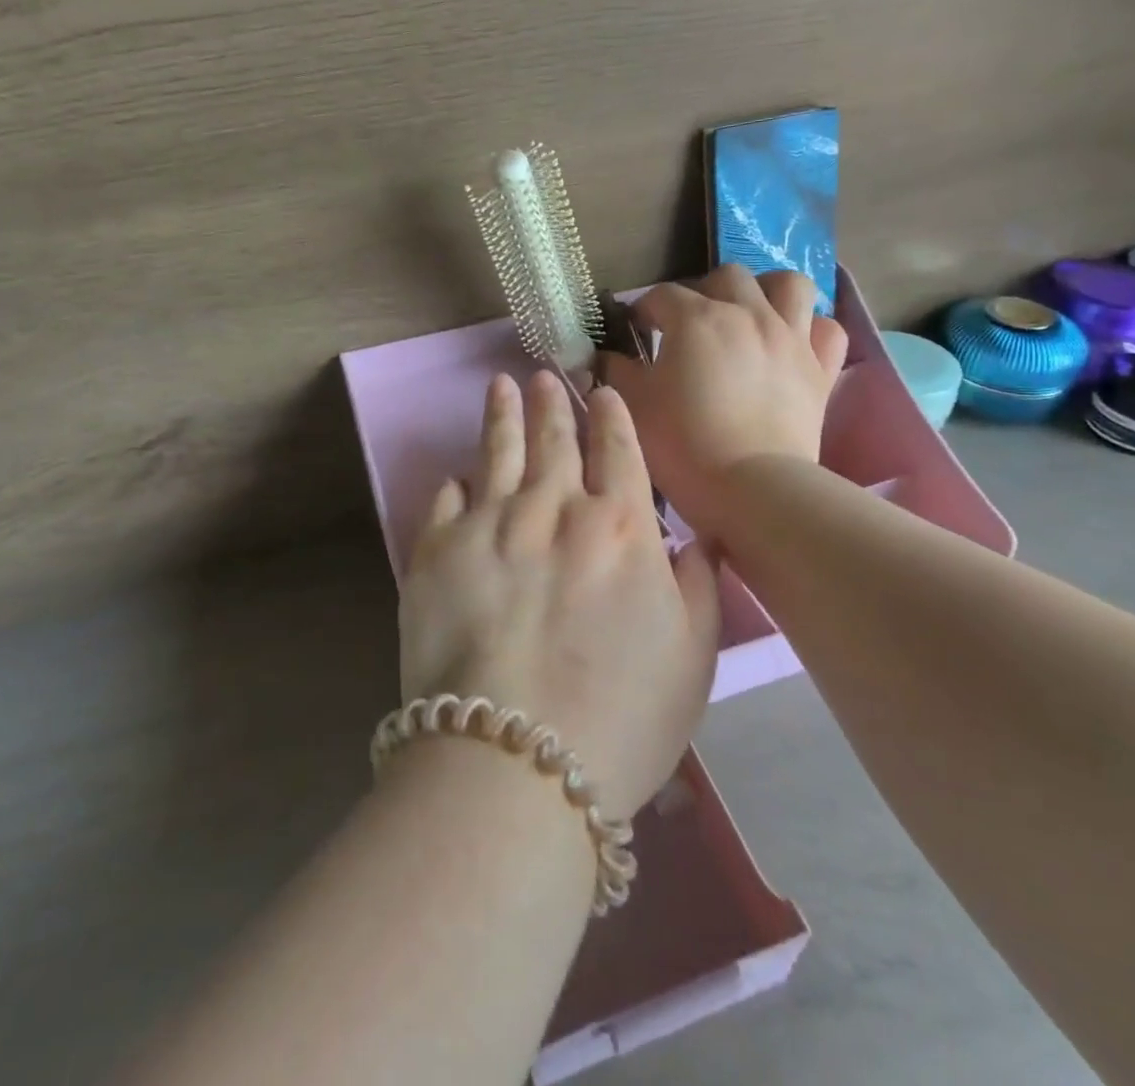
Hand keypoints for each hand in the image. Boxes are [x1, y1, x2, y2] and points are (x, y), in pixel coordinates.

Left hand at [398, 370, 722, 819]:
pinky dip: (456, 483)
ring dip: (503, 415)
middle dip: (554, 403)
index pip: (619, 452)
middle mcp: (555, 509)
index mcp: (621, 528)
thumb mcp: (693, 655)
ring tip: (501, 386)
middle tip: (545, 374)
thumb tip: (693, 536)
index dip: (612, 418)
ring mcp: (491, 523)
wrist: (516, 759)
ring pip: (499, 451)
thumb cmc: (622, 717)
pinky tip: (458, 473)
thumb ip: (698, 583)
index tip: (603, 393)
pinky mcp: (436, 549)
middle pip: (556, 440)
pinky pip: (447, 498)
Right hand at [604, 265, 848, 541]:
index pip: (662, 295)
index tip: (636, 329)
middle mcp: (748, 314)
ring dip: (767, 292)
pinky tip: (792, 344)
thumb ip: (617, 370)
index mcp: (697, 319)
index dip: (644, 308)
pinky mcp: (820, 369)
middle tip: (690, 325)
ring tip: (751, 315)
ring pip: (789, 285)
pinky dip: (810, 329)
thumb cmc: (683, 444)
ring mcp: (791, 338)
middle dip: (703, 292)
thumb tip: (608, 355)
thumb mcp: (634, 404)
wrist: (751, 489)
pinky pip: (828, 329)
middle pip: (726, 277)